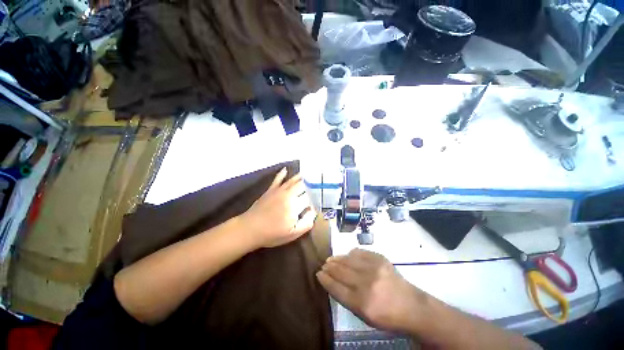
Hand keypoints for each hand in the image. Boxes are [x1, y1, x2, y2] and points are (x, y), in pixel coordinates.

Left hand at [239, 168, 316, 247]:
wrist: (250, 228)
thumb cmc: (272, 234)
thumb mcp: (293, 234)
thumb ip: (307, 223)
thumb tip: (314, 211)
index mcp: (296, 205)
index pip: (311, 197)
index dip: (317, 197)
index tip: (321, 196)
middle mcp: (289, 194)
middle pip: (304, 185)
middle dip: (312, 184)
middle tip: (318, 182)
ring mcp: (279, 190)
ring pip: (293, 180)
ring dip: (301, 177)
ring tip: (309, 173)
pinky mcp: (271, 189)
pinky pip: (278, 179)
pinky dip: (282, 174)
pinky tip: (286, 169)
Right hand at [316, 249, 427, 333]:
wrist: (411, 306)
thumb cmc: (386, 316)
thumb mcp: (364, 316)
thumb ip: (346, 298)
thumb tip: (332, 281)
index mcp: (361, 303)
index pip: (336, 288)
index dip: (325, 279)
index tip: (318, 274)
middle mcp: (366, 283)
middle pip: (340, 271)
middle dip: (329, 267)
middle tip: (323, 265)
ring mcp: (373, 268)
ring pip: (348, 259)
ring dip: (337, 259)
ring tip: (331, 259)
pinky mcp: (380, 258)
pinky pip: (359, 252)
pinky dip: (351, 254)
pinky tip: (347, 256)